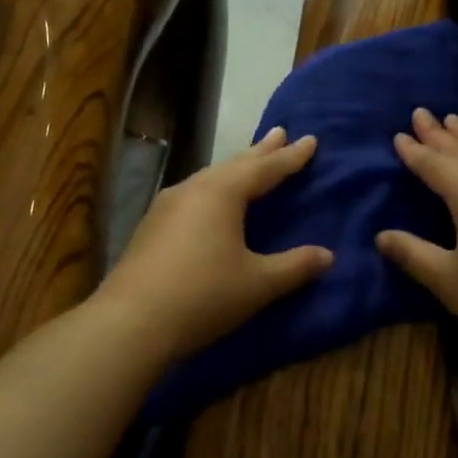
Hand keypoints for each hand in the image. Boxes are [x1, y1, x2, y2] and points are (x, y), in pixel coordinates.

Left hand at [95, 127, 333, 362]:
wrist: (130, 323)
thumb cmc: (203, 296)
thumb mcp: (258, 283)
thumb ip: (295, 266)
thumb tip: (328, 255)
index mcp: (221, 193)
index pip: (265, 169)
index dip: (291, 157)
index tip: (310, 140)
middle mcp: (193, 190)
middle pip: (234, 165)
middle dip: (261, 151)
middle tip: (280, 133)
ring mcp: (166, 207)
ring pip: (209, 178)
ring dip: (234, 169)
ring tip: (249, 163)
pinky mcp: (151, 227)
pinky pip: (192, 195)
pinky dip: (213, 189)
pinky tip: (210, 201)